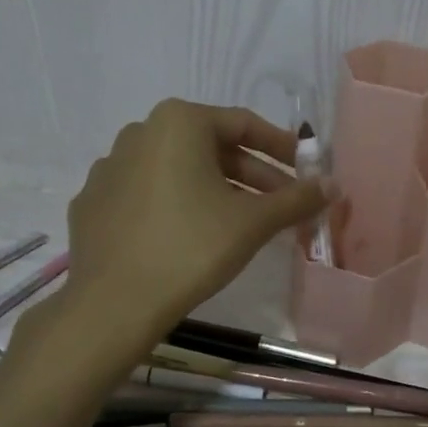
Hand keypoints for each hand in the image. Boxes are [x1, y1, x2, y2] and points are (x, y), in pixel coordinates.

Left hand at [63, 98, 328, 336]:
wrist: (114, 303)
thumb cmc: (192, 248)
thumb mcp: (253, 222)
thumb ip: (296, 199)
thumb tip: (333, 186)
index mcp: (178, 123)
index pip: (243, 124)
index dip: (281, 147)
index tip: (304, 170)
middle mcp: (139, 133)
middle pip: (210, 148)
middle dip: (252, 175)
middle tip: (282, 204)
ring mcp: (110, 168)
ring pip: (178, 171)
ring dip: (217, 190)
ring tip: (243, 223)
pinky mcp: (94, 202)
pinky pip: (147, 194)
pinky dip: (177, 206)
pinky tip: (192, 236)